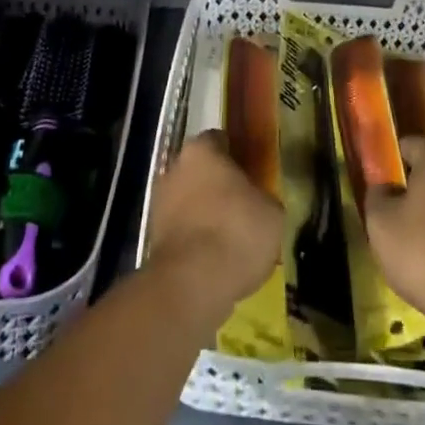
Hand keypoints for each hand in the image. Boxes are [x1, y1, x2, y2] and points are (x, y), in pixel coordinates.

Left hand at [146, 130, 282, 327]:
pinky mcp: (152, 238)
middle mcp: (174, 168)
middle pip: (200, 170)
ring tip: (232, 237)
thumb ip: (263, 197)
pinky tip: (216, 258)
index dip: (237, 154)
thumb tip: (258, 201)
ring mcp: (159, 203)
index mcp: (201, 151)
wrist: (192, 284)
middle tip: (244, 205)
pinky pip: (182, 230)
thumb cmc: (237, 232)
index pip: (219, 140)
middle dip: (218, 185)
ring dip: (205, 213)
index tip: (252, 172)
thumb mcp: (272, 211)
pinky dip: (195, 239)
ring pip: (189, 201)